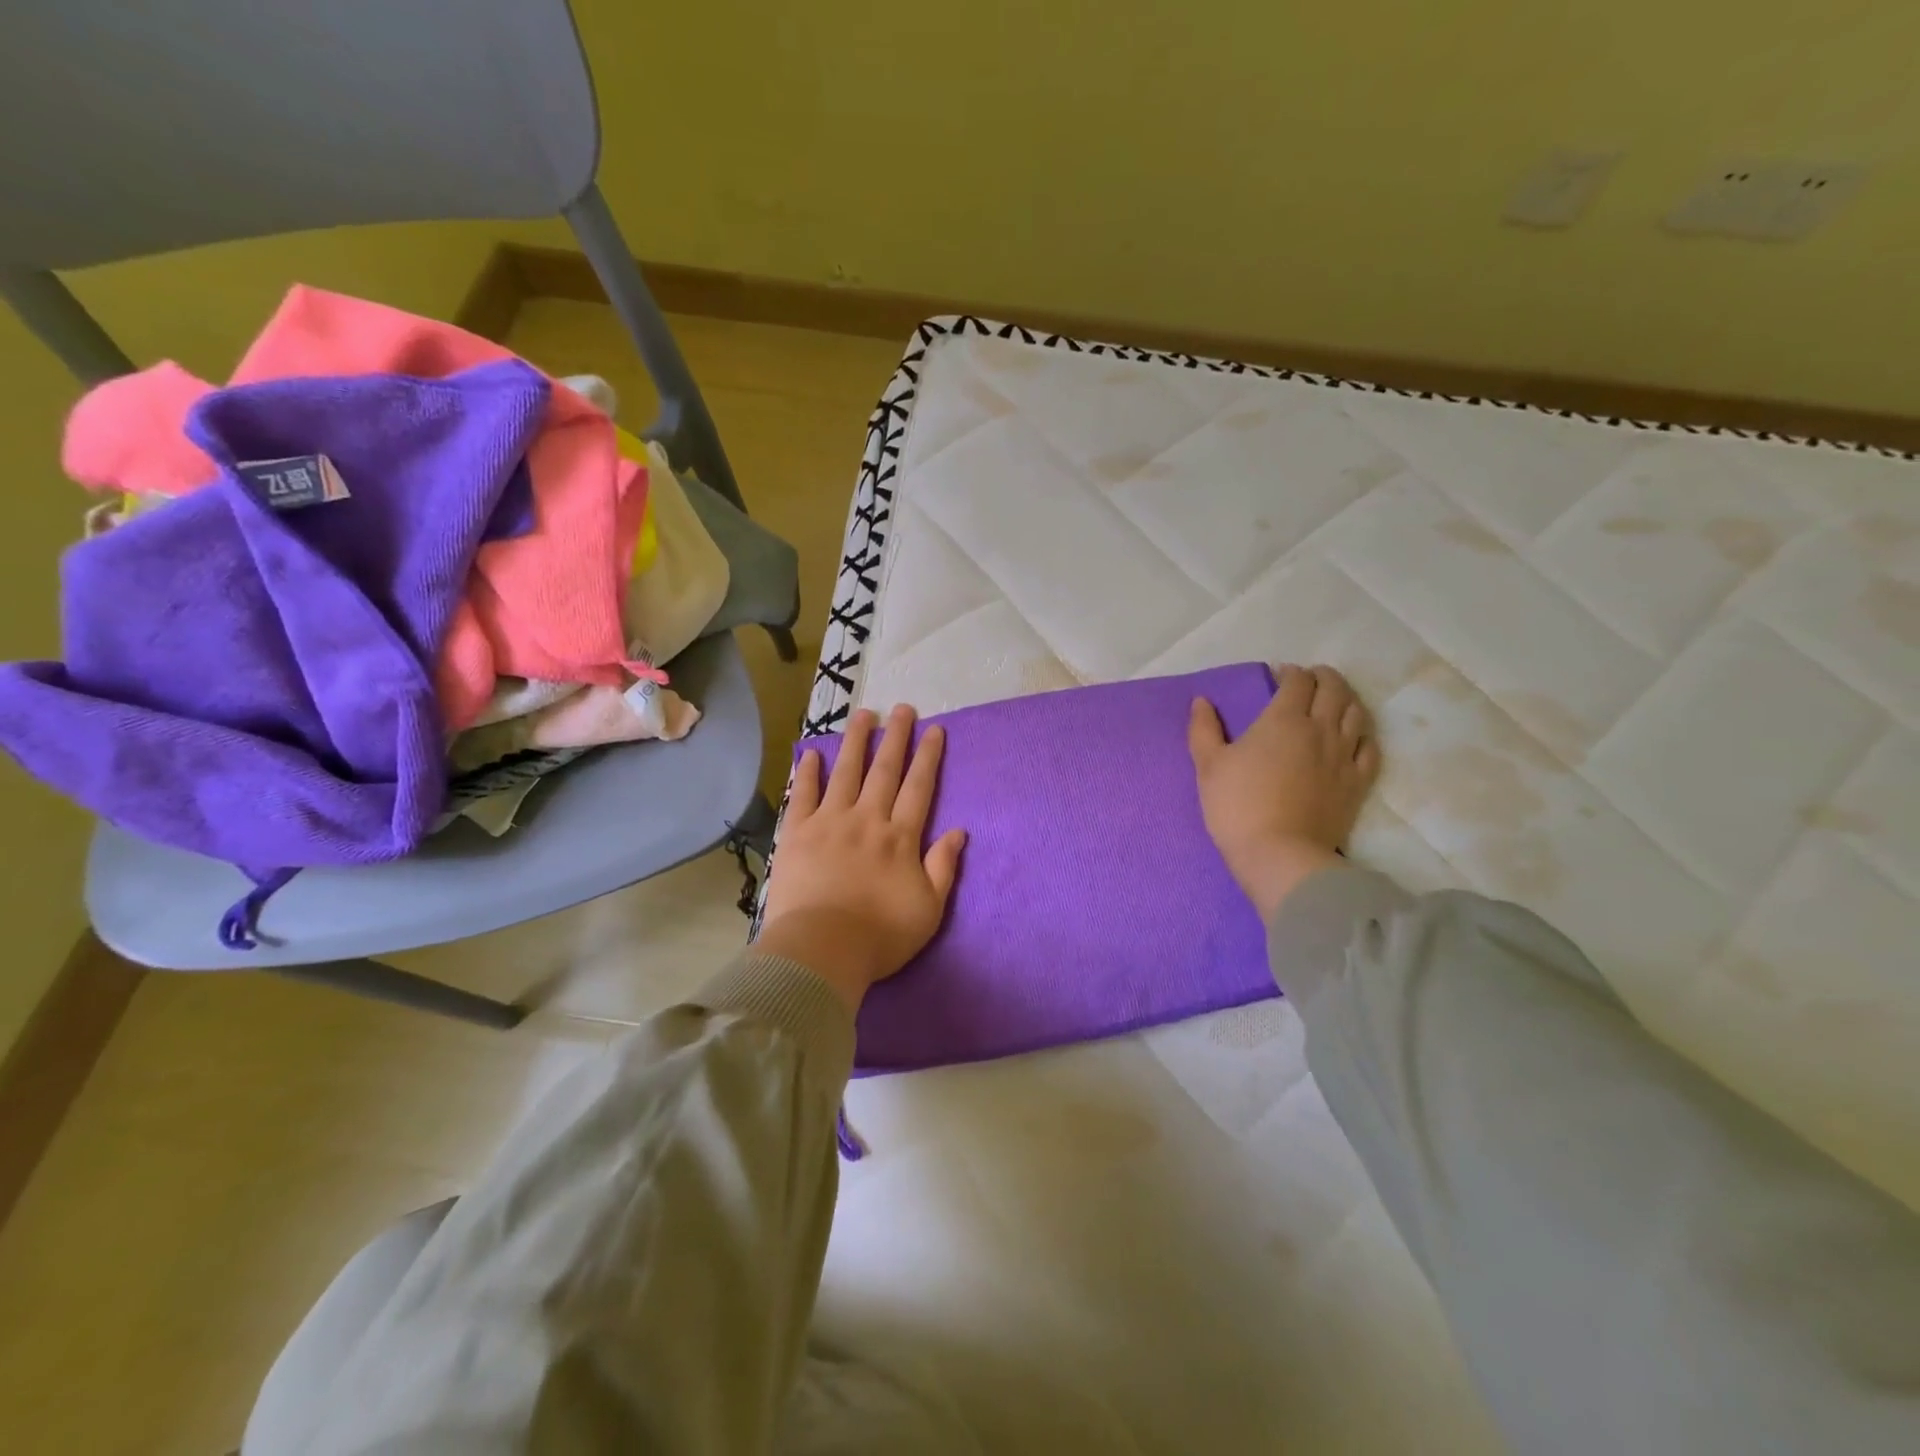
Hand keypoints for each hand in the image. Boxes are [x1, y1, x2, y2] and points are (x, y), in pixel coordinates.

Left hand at [759, 705, 967, 1011]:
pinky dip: (808, 773)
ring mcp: (829, 822)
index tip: (934, 729)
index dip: (928, 757)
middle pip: (885, 771)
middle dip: (896, 737)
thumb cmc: (880, 936)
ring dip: (855, 742)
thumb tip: (959, 831)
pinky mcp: (796, 833)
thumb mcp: (929, 909)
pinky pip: (803, 795)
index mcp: (900, 838)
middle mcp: (867, 819)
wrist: (821, 950)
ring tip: (863, 715)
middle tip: (903, 708)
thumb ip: (943, 867)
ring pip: (845, 772)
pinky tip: (812, 755)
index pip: (919, 788)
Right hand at [1188, 664, 1381, 920]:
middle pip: (1334, 689)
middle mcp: (1321, 729)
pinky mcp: (1358, 782)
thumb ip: (1203, 729)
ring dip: (1345, 699)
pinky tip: (1353, 737)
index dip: (1291, 673)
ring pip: (1356, 713)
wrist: (1279, 854)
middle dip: (1323, 678)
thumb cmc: (1237, 806)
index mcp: (1283, 719)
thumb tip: (1201, 701)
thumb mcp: (1208, 765)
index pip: (1298, 681)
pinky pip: (1370, 748)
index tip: (1279, 676)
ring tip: (1332, 702)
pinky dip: (1362, 734)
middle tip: (1309, 681)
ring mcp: (1344, 755)